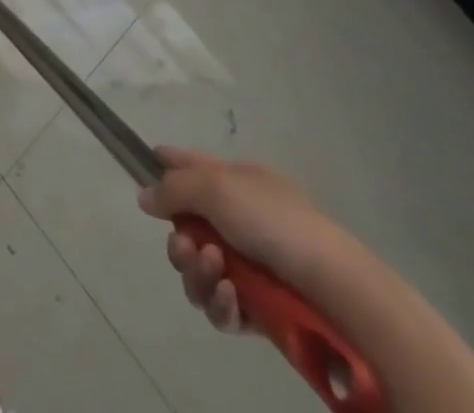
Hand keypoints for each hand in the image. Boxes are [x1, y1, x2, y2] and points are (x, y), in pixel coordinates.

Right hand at [137, 149, 354, 333]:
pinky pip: (221, 306)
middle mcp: (238, 219)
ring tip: (216, 271)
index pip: (191, 164)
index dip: (166, 165)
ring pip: (199, 269)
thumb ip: (174, 188)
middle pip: (186, 226)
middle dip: (179, 241)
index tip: (143, 172)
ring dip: (198, 272)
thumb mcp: (216, 187)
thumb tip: (144, 196)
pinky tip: (231, 298)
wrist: (330, 284)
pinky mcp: (256, 309)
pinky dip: (219, 302)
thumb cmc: (272, 220)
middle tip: (186, 246)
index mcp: (235, 181)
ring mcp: (247, 265)